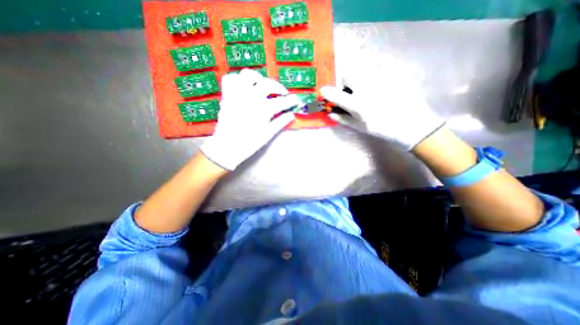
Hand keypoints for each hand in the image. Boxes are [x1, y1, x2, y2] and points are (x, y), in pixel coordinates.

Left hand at [201, 69, 297, 171]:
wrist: (228, 146)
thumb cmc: (250, 142)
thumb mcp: (268, 134)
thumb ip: (281, 122)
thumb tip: (291, 115)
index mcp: (263, 109)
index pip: (282, 101)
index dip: (291, 100)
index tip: (295, 100)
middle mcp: (251, 97)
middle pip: (268, 84)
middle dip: (278, 87)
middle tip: (282, 94)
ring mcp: (238, 94)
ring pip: (248, 74)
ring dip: (258, 79)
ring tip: (262, 86)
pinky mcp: (227, 95)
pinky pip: (231, 79)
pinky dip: (238, 80)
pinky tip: (244, 87)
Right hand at [320, 59, 444, 149]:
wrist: (412, 124)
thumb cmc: (382, 129)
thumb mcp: (359, 127)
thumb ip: (342, 119)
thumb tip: (329, 113)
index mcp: (357, 104)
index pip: (335, 94)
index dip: (327, 91)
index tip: (323, 90)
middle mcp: (367, 88)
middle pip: (347, 73)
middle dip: (343, 79)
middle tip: (347, 86)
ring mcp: (382, 78)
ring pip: (362, 65)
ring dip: (356, 71)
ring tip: (362, 81)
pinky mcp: (395, 72)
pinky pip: (380, 62)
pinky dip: (374, 66)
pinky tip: (376, 75)